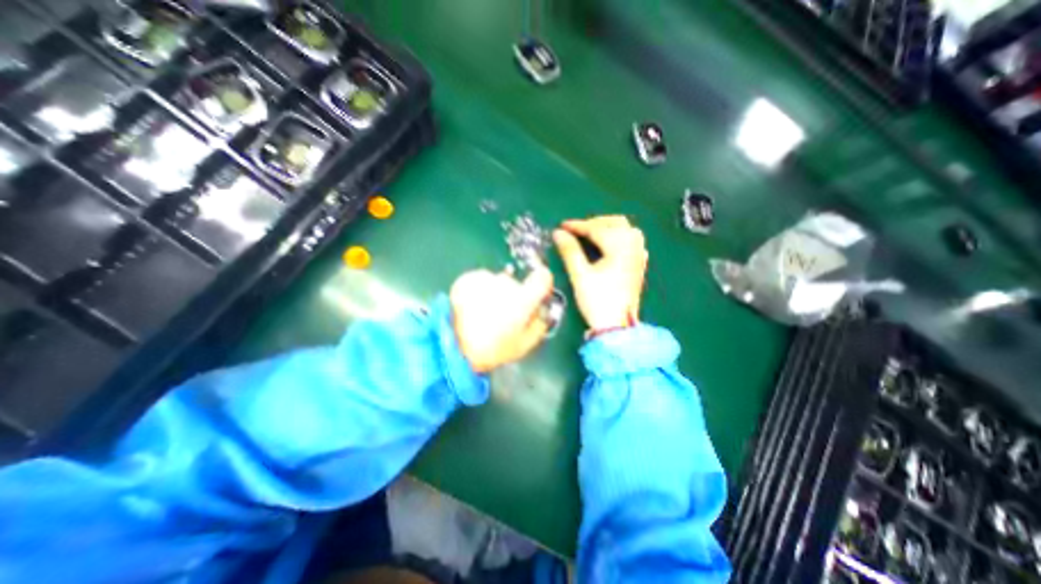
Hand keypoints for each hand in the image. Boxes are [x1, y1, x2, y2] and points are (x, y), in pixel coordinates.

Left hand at [453, 266, 556, 372]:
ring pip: (497, 282)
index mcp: (522, 300)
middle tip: (504, 316)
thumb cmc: (494, 349)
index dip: (543, 282)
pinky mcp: (467, 280)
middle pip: (516, 284)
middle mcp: (504, 284)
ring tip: (485, 314)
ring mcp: (484, 280)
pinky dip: (479, 291)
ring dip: (494, 294)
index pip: (542, 278)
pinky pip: (481, 281)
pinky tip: (473, 307)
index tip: (538, 292)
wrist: (455, 348)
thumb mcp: (526, 343)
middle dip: (513, 296)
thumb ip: (539, 322)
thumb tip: (542, 308)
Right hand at [547, 213, 647, 333]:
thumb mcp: (580, 275)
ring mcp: (639, 256)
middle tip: (576, 231)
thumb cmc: (598, 300)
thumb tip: (558, 233)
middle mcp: (633, 247)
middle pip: (615, 223)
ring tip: (591, 235)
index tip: (561, 226)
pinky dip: (618, 238)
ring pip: (626, 231)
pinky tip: (609, 246)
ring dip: (608, 228)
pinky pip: (631, 242)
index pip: (596, 229)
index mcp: (620, 247)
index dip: (577, 226)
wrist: (617, 327)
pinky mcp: (639, 266)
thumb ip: (569, 251)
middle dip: (594, 223)